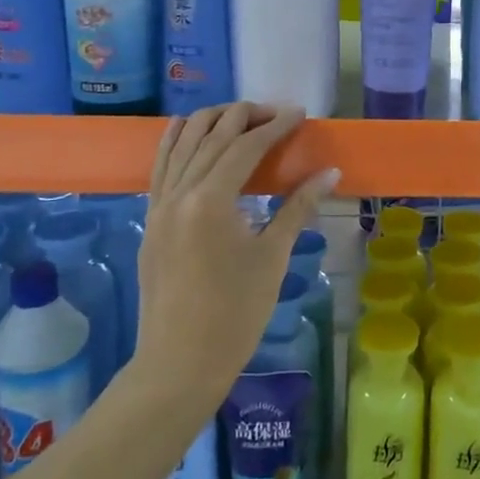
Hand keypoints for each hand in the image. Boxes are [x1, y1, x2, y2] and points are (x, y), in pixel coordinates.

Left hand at [136, 104, 338, 405]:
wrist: (179, 364)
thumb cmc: (235, 315)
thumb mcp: (272, 257)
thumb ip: (298, 207)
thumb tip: (329, 172)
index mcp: (210, 201)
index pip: (245, 147)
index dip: (275, 126)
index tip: (300, 114)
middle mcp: (179, 193)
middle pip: (211, 135)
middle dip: (245, 116)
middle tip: (276, 114)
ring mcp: (159, 205)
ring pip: (180, 142)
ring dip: (211, 121)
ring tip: (241, 117)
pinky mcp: (150, 219)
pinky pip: (161, 165)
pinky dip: (178, 141)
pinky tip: (190, 131)